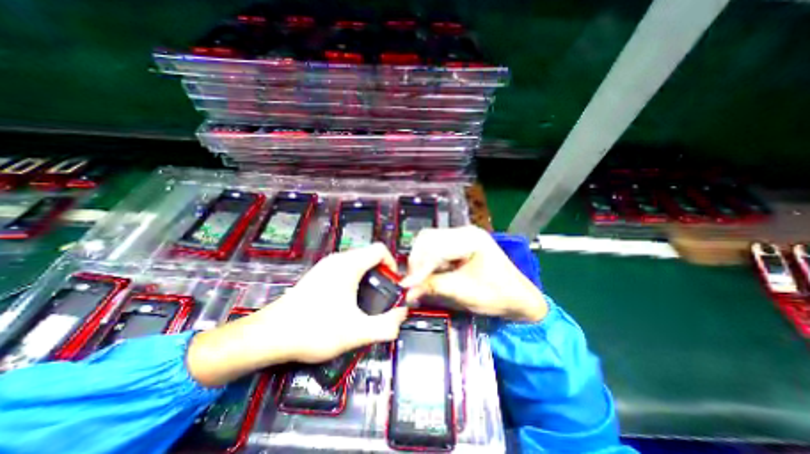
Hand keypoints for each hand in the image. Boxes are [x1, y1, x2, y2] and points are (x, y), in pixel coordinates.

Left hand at [186, 244, 407, 385]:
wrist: (269, 336)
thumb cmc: (315, 330)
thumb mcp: (356, 332)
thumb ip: (385, 325)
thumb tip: (402, 315)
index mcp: (349, 264)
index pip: (380, 249)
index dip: (392, 264)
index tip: (393, 284)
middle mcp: (338, 259)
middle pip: (369, 256)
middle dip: (381, 273)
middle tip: (382, 296)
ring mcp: (325, 266)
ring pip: (357, 262)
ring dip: (368, 277)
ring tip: (367, 300)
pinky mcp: (318, 274)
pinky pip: (344, 269)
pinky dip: (354, 279)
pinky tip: (348, 302)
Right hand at [401, 225, 546, 320]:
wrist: (518, 298)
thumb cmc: (498, 295)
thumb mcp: (464, 293)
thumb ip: (433, 287)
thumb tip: (406, 291)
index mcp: (471, 239)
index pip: (435, 246)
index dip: (419, 267)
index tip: (407, 285)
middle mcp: (464, 232)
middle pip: (428, 239)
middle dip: (417, 261)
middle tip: (413, 282)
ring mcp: (461, 236)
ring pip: (428, 242)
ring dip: (421, 261)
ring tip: (421, 280)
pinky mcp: (458, 244)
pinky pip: (434, 248)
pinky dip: (428, 262)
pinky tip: (430, 274)